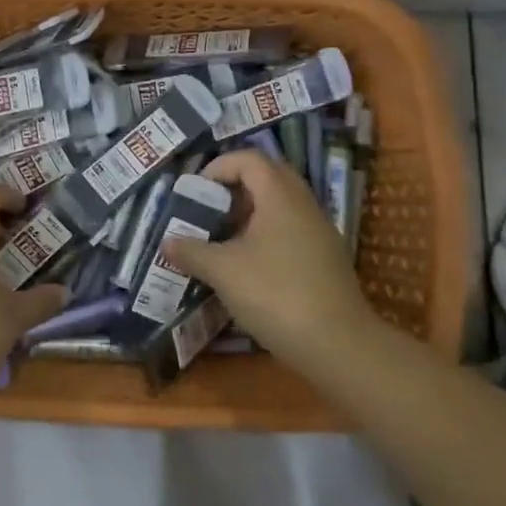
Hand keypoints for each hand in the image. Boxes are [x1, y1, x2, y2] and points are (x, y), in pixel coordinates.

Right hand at [163, 149, 373, 365]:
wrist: (338, 346)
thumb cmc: (276, 294)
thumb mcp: (223, 271)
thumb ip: (192, 251)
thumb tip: (167, 242)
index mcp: (280, 196)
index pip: (249, 159)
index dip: (218, 167)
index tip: (195, 192)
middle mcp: (304, 206)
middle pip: (267, 178)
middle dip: (233, 189)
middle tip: (208, 210)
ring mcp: (318, 233)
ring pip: (279, 207)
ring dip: (248, 215)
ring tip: (220, 240)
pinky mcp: (324, 260)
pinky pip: (289, 231)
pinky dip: (264, 237)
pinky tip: (246, 267)